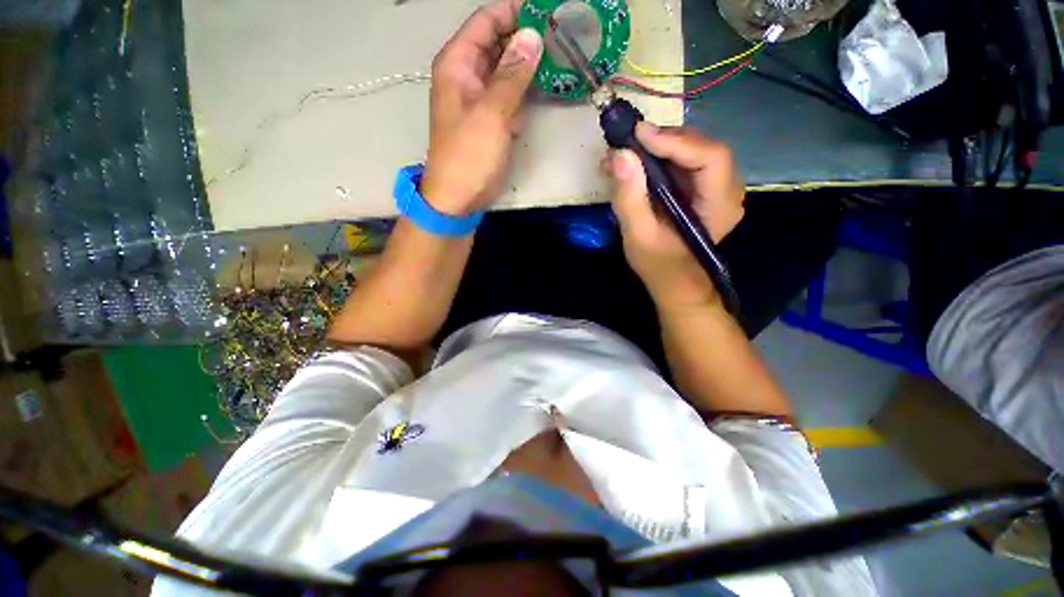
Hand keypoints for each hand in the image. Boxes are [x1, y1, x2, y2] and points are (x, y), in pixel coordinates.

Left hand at [421, 0, 542, 215]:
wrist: (459, 197)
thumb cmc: (469, 156)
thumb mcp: (491, 113)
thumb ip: (512, 75)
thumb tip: (532, 36)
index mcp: (458, 63)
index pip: (486, 21)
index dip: (515, 11)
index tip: (548, 11)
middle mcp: (467, 74)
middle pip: (497, 42)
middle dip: (526, 36)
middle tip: (561, 36)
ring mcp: (480, 97)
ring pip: (506, 68)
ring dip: (529, 62)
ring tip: (560, 56)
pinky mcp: (491, 118)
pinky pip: (509, 93)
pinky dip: (526, 88)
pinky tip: (545, 86)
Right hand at [604, 124, 744, 310]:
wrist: (672, 282)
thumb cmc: (658, 264)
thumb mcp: (638, 235)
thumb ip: (630, 198)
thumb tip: (620, 155)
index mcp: (720, 205)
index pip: (709, 157)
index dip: (675, 141)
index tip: (638, 134)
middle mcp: (726, 189)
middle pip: (700, 147)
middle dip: (662, 140)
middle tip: (627, 141)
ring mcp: (714, 187)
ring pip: (690, 150)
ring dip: (656, 147)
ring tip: (624, 152)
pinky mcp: (700, 188)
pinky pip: (682, 162)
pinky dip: (657, 158)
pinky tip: (634, 163)